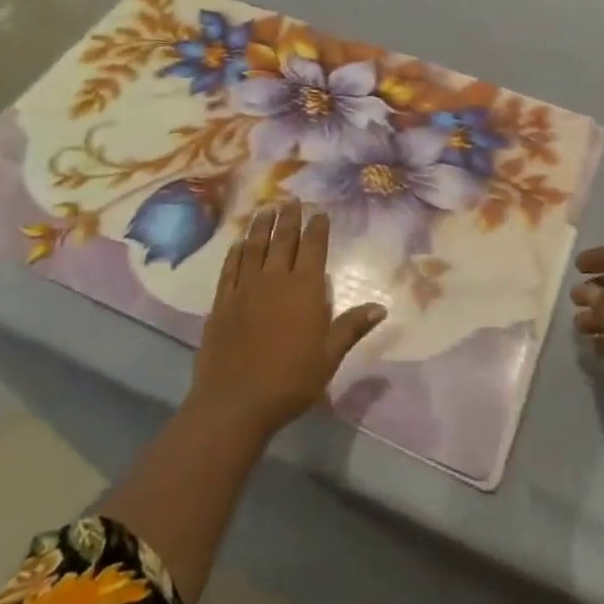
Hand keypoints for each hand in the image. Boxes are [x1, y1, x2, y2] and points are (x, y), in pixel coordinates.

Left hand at [189, 202, 385, 438]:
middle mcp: (275, 278)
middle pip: (284, 239)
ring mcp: (245, 287)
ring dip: (262, 226)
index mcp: (305, 288)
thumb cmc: (290, 381)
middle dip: (289, 217)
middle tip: (291, 200)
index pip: (313, 247)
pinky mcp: (222, 301)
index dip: (317, 227)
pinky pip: (230, 268)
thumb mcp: (329, 357)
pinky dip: (236, 252)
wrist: (235, 402)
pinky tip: (239, 244)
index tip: (319, 211)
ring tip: (267, 210)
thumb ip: (352, 327)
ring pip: (255, 246)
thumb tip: (381, 306)